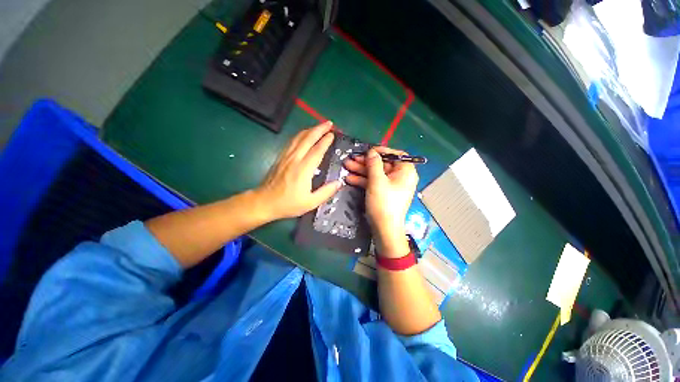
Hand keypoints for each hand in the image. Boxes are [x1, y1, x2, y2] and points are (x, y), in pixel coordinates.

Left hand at [254, 121, 341, 220]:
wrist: (263, 202)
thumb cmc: (288, 204)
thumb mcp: (310, 203)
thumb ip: (326, 192)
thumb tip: (339, 182)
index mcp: (303, 170)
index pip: (317, 150)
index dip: (325, 141)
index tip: (333, 134)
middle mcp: (294, 159)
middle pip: (307, 139)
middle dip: (319, 129)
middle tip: (329, 123)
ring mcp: (285, 157)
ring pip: (298, 137)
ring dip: (310, 129)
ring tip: (319, 126)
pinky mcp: (280, 157)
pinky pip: (292, 142)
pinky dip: (300, 135)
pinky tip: (304, 135)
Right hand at [344, 147, 418, 256]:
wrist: (384, 229)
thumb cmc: (384, 203)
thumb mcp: (377, 181)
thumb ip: (374, 164)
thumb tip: (372, 152)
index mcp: (406, 172)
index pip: (396, 155)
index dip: (382, 151)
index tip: (368, 151)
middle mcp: (400, 177)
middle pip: (382, 164)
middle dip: (366, 162)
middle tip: (351, 159)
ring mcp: (391, 186)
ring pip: (376, 173)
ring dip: (361, 170)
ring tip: (346, 166)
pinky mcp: (383, 193)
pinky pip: (374, 183)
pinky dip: (363, 180)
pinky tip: (349, 179)